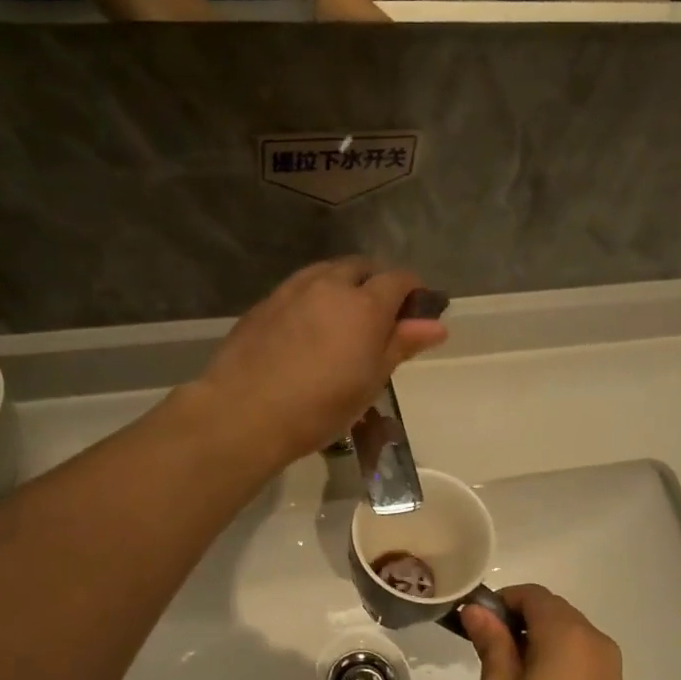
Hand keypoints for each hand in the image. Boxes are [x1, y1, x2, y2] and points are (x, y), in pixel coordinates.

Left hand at [192, 258, 447, 466]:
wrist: (244, 412)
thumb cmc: (320, 405)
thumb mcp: (371, 380)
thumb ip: (402, 344)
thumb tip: (436, 324)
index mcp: (364, 303)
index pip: (399, 279)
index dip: (414, 291)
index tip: (419, 312)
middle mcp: (329, 285)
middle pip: (362, 268)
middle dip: (378, 283)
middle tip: (382, 317)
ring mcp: (292, 290)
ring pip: (327, 272)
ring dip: (345, 285)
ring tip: (345, 320)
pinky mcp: (264, 304)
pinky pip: (300, 288)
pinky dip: (315, 297)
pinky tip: (309, 328)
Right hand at [462, 585, 629, 679]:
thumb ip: (491, 641)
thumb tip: (477, 609)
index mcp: (565, 632)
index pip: (531, 594)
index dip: (502, 602)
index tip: (479, 627)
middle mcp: (592, 636)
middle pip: (551, 607)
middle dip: (519, 618)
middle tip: (490, 651)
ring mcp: (607, 659)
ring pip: (566, 627)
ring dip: (538, 634)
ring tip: (512, 673)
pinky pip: (579, 647)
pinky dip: (556, 650)